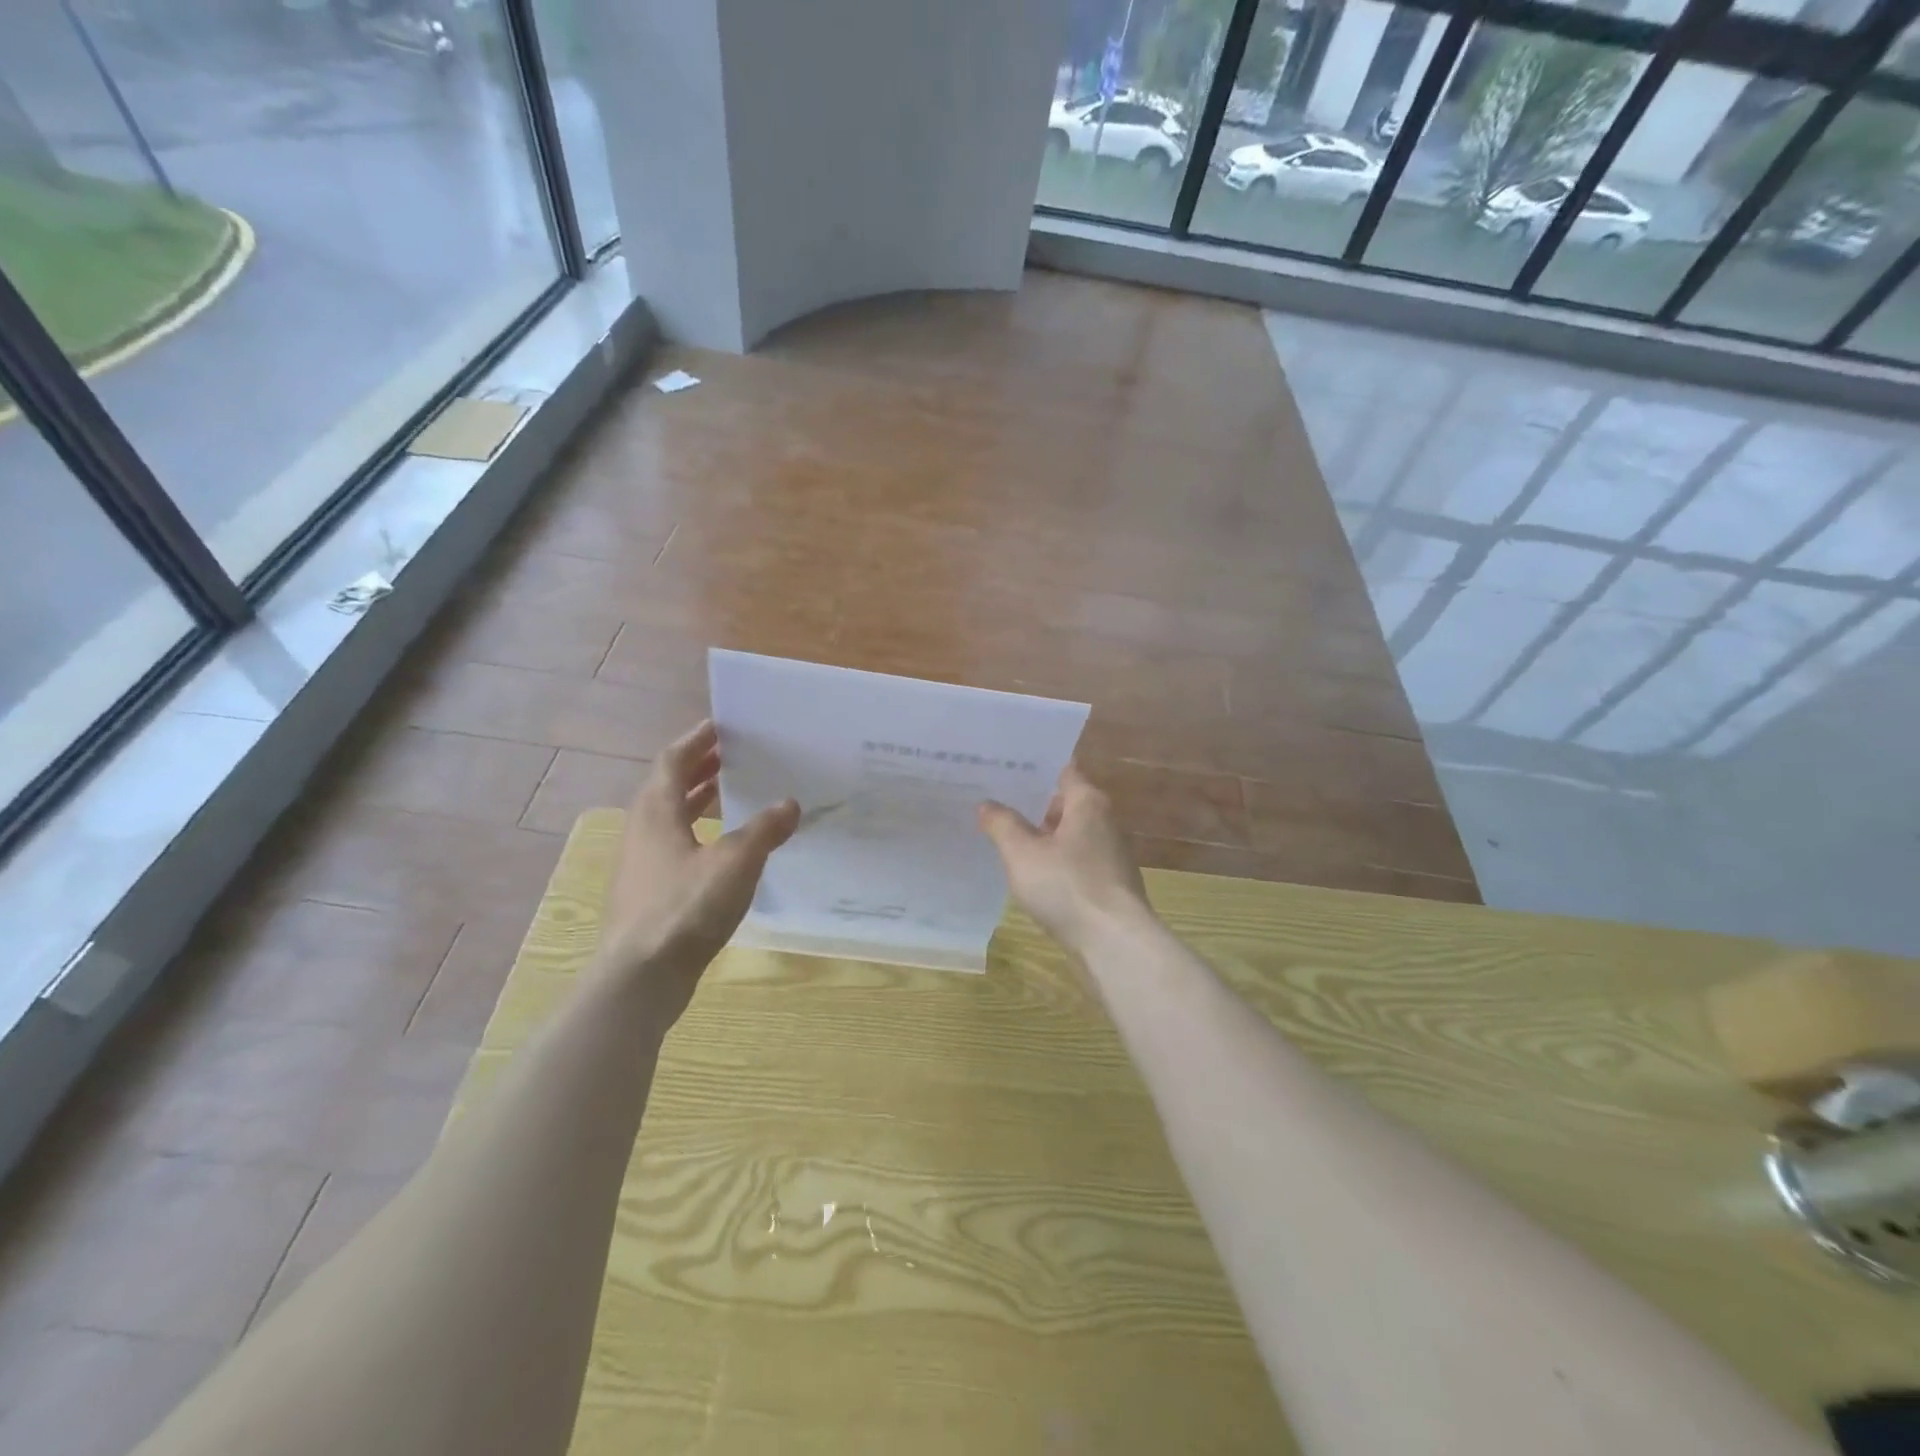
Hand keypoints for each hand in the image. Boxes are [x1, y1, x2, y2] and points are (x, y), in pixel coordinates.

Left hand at [597, 721, 798, 1017]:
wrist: (640, 977)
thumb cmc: (686, 907)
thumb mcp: (736, 862)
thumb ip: (765, 830)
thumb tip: (790, 804)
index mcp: (657, 811)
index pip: (673, 759)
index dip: (697, 740)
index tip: (722, 726)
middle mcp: (643, 829)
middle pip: (669, 786)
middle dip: (700, 768)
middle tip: (733, 756)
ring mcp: (641, 863)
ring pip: (670, 817)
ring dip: (699, 800)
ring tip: (732, 794)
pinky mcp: (648, 891)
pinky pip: (674, 844)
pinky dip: (698, 832)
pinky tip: (724, 848)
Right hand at [978, 764, 1152, 954]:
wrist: (1114, 942)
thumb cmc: (1068, 886)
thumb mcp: (1022, 853)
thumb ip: (1002, 824)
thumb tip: (987, 804)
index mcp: (1088, 802)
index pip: (1062, 769)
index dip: (1034, 766)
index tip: (1004, 765)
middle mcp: (1104, 821)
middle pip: (1065, 802)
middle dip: (1032, 802)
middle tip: (994, 799)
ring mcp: (1110, 854)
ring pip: (1070, 833)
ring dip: (1042, 834)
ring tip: (1004, 835)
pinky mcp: (1108, 883)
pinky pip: (1075, 860)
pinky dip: (1054, 860)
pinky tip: (1030, 872)